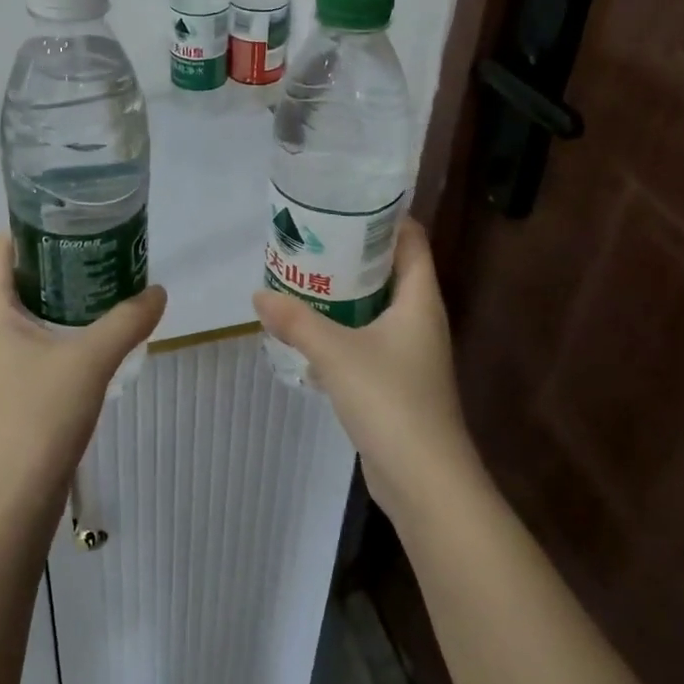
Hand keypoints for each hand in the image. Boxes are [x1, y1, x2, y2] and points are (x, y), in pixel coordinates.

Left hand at [0, 235, 166, 515]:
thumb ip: (127, 320)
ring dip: (60, 299)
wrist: (7, 504)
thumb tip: (158, 291)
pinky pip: (32, 346)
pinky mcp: (7, 394)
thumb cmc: (38, 416)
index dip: (29, 228)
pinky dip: (59, 332)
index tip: (71, 221)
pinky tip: (93, 341)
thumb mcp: (91, 360)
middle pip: (14, 278)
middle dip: (55, 261)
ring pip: (24, 315)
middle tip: (99, 250)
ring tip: (103, 288)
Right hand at [252, 220, 478, 524]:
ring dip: (345, 293)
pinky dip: (343, 330)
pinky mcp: (397, 381)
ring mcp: (410, 352)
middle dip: (353, 253)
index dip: (385, 216)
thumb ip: (296, 321)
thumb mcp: (336, 353)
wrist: (425, 481)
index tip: (345, 202)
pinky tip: (309, 332)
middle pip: (390, 270)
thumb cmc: (390, 401)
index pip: (411, 240)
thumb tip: (259, 293)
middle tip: (311, 237)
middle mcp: (420, 319)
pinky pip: (368, 340)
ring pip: (377, 307)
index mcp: (419, 299)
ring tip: (303, 276)